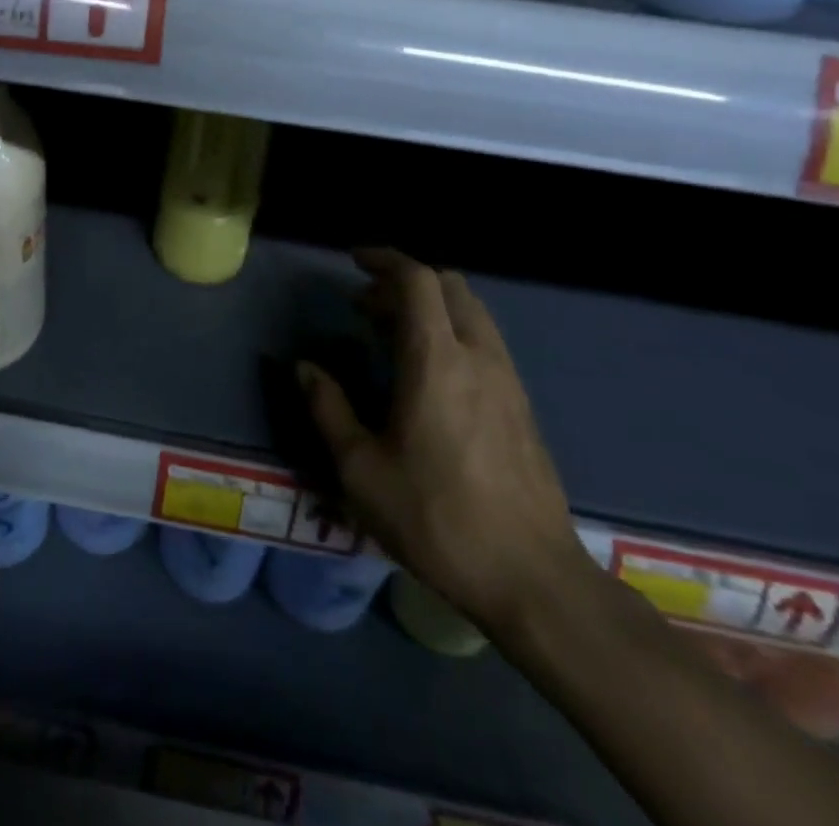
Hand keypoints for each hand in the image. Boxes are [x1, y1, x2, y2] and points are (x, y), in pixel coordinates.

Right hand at [299, 249, 589, 632]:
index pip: (417, 280)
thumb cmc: (436, 519)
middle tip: (366, 305)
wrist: (533, 579)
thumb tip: (305, 367)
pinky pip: (484, 341)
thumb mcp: (361, 469)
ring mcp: (507, 379)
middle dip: (404, 281)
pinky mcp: (522, 405)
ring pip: (471, 312)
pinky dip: (452, 331)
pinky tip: (429, 373)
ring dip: (430, 306)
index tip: (354, 261)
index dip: (385, 259)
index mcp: (436, 360)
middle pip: (448, 286)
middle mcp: (477, 355)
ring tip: (391, 334)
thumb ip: (329, 408)